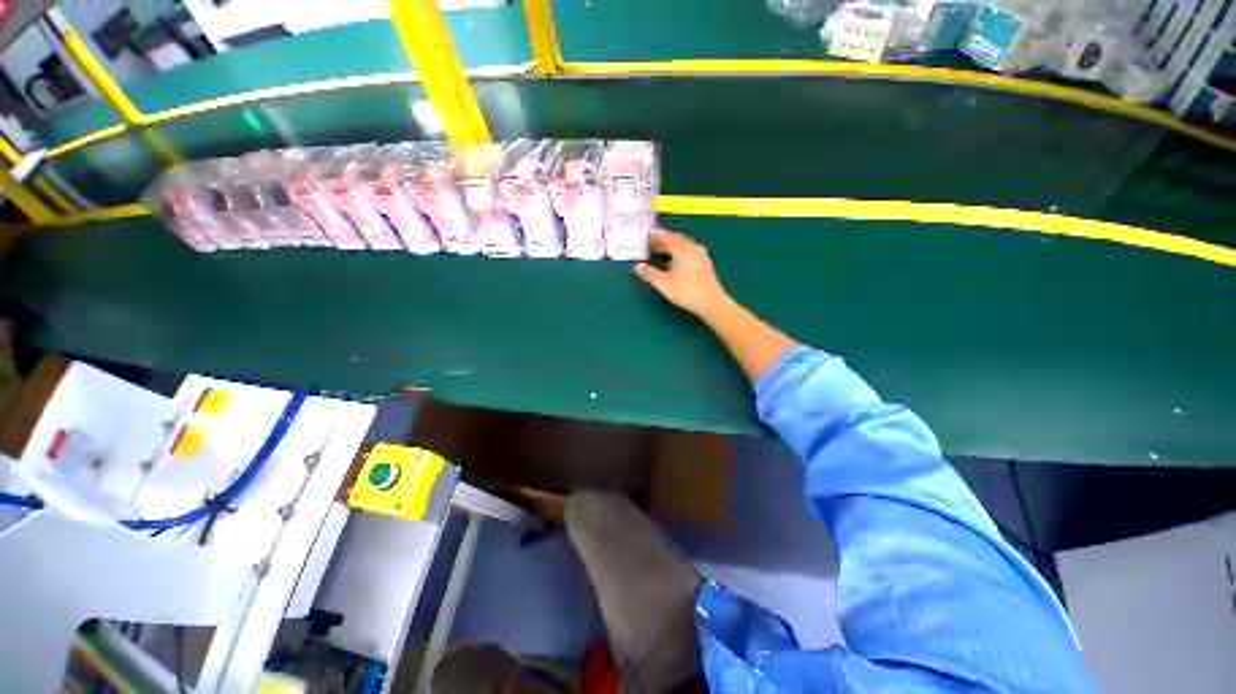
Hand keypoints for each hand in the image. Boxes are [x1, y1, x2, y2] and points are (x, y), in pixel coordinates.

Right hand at [635, 229, 729, 318]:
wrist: (711, 302)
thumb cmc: (686, 291)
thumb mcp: (663, 283)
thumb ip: (649, 274)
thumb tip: (638, 267)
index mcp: (682, 248)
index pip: (666, 236)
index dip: (654, 235)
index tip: (645, 234)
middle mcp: (692, 247)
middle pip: (675, 238)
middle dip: (662, 239)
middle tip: (650, 242)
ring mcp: (700, 254)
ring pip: (683, 244)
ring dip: (670, 245)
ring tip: (659, 251)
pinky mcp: (704, 263)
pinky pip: (688, 251)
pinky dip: (678, 251)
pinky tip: (674, 260)